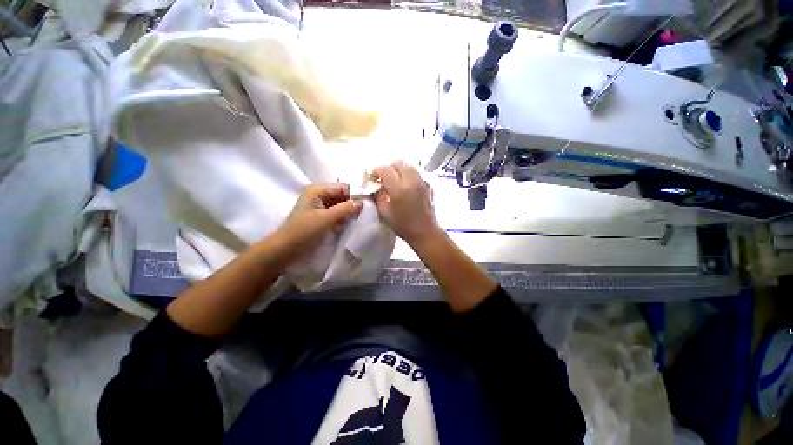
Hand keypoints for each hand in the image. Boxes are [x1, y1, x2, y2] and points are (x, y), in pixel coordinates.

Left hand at [274, 183, 362, 264]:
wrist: (285, 251)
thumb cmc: (304, 232)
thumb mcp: (326, 219)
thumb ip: (346, 209)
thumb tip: (363, 202)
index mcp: (317, 190)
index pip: (343, 187)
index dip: (355, 195)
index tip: (367, 205)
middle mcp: (319, 195)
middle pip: (342, 195)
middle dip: (353, 204)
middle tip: (364, 215)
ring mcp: (320, 207)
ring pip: (341, 205)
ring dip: (349, 212)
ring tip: (359, 220)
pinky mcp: (321, 217)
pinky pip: (337, 214)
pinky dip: (344, 218)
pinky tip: (350, 224)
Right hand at [372, 161, 440, 245]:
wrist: (425, 232)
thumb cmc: (403, 225)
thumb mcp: (384, 213)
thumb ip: (379, 196)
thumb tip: (377, 187)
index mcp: (399, 189)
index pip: (385, 170)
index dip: (376, 171)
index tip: (373, 179)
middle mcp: (411, 181)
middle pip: (399, 163)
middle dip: (389, 168)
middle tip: (384, 179)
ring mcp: (422, 182)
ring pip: (409, 166)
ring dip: (400, 170)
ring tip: (396, 181)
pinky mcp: (428, 186)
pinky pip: (417, 174)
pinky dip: (409, 175)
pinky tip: (407, 186)